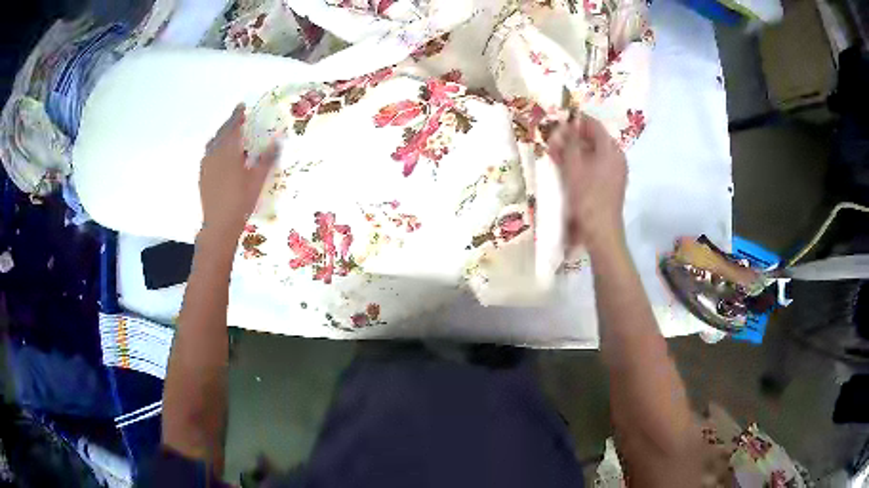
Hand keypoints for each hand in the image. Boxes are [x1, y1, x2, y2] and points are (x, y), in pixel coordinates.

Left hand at [200, 103, 279, 241]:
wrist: (219, 224)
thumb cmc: (241, 200)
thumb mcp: (257, 179)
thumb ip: (267, 158)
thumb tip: (278, 141)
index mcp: (229, 150)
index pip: (233, 126)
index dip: (237, 115)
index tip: (241, 106)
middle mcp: (215, 153)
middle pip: (222, 132)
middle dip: (229, 123)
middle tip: (237, 117)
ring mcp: (206, 164)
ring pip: (213, 142)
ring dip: (221, 134)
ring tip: (229, 133)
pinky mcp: (202, 174)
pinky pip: (208, 153)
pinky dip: (215, 146)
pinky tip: (220, 153)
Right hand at [548, 112, 626, 253]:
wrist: (602, 231)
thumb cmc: (587, 197)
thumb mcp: (573, 167)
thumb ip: (568, 143)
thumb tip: (564, 124)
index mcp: (611, 149)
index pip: (593, 124)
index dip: (575, 120)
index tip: (558, 121)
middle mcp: (616, 157)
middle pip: (594, 139)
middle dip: (573, 137)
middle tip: (554, 139)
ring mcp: (616, 172)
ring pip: (594, 153)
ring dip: (575, 151)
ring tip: (556, 153)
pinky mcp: (612, 184)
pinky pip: (596, 166)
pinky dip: (582, 163)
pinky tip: (567, 168)